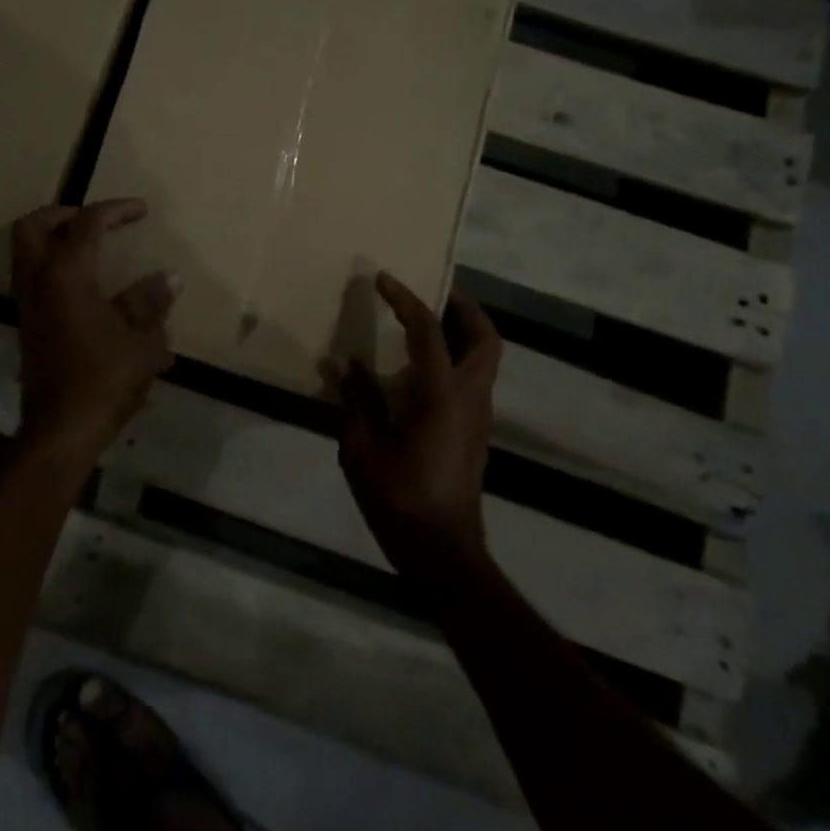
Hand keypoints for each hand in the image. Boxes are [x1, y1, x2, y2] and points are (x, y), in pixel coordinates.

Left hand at [11, 199, 178, 461]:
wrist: (62, 430)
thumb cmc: (104, 380)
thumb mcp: (141, 340)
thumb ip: (150, 302)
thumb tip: (168, 278)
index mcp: (66, 276)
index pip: (87, 223)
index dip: (115, 210)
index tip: (141, 210)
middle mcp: (38, 282)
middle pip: (34, 225)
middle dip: (65, 213)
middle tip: (99, 220)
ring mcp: (28, 305)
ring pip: (27, 252)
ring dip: (55, 239)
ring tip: (93, 247)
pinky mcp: (28, 325)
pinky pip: (34, 278)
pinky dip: (55, 266)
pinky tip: (88, 285)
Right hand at [329, 273, 501, 580]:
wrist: (443, 552)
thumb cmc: (400, 498)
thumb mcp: (362, 448)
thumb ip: (355, 401)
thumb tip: (344, 364)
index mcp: (442, 395)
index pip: (428, 331)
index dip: (405, 300)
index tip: (384, 278)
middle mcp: (470, 398)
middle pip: (486, 339)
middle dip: (465, 309)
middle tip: (437, 291)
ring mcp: (478, 417)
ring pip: (485, 360)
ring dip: (464, 333)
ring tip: (426, 324)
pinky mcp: (475, 434)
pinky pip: (473, 380)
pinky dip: (457, 359)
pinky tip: (421, 370)